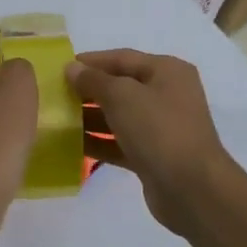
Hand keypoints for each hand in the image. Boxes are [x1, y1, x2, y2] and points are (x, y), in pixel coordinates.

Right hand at [67, 49, 236, 233]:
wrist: (191, 188)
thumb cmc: (159, 130)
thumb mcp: (122, 96)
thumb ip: (94, 80)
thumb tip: (72, 68)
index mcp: (167, 71)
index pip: (122, 58)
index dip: (90, 61)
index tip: (59, 68)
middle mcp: (167, 95)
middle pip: (120, 87)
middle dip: (87, 91)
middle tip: (54, 95)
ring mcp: (161, 127)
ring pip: (119, 116)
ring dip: (89, 117)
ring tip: (57, 120)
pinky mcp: (153, 155)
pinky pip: (120, 142)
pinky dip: (99, 141)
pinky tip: (71, 145)